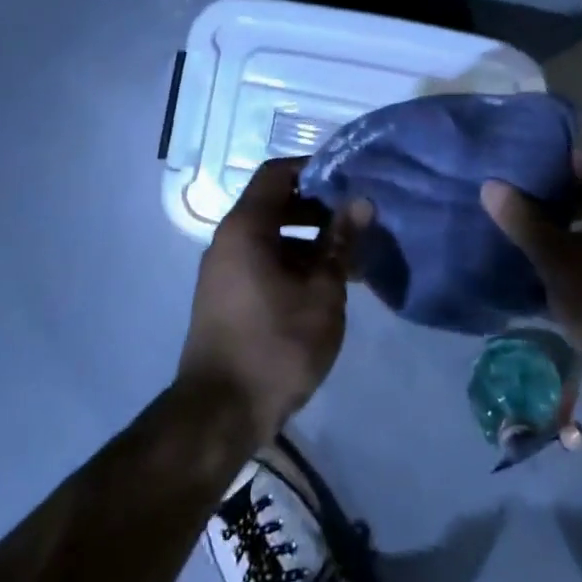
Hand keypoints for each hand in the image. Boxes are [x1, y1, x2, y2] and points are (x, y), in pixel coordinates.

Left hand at [177, 158, 364, 453]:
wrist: (221, 413)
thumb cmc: (276, 344)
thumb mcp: (321, 292)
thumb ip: (340, 243)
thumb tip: (360, 201)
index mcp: (245, 228)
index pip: (276, 173)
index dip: (313, 168)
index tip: (349, 178)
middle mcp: (228, 240)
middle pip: (274, 204)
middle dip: (318, 208)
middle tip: (358, 219)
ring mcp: (224, 270)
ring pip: (272, 236)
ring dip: (310, 240)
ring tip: (351, 257)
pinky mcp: (228, 297)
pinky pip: (263, 261)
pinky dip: (294, 262)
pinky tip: (327, 285)